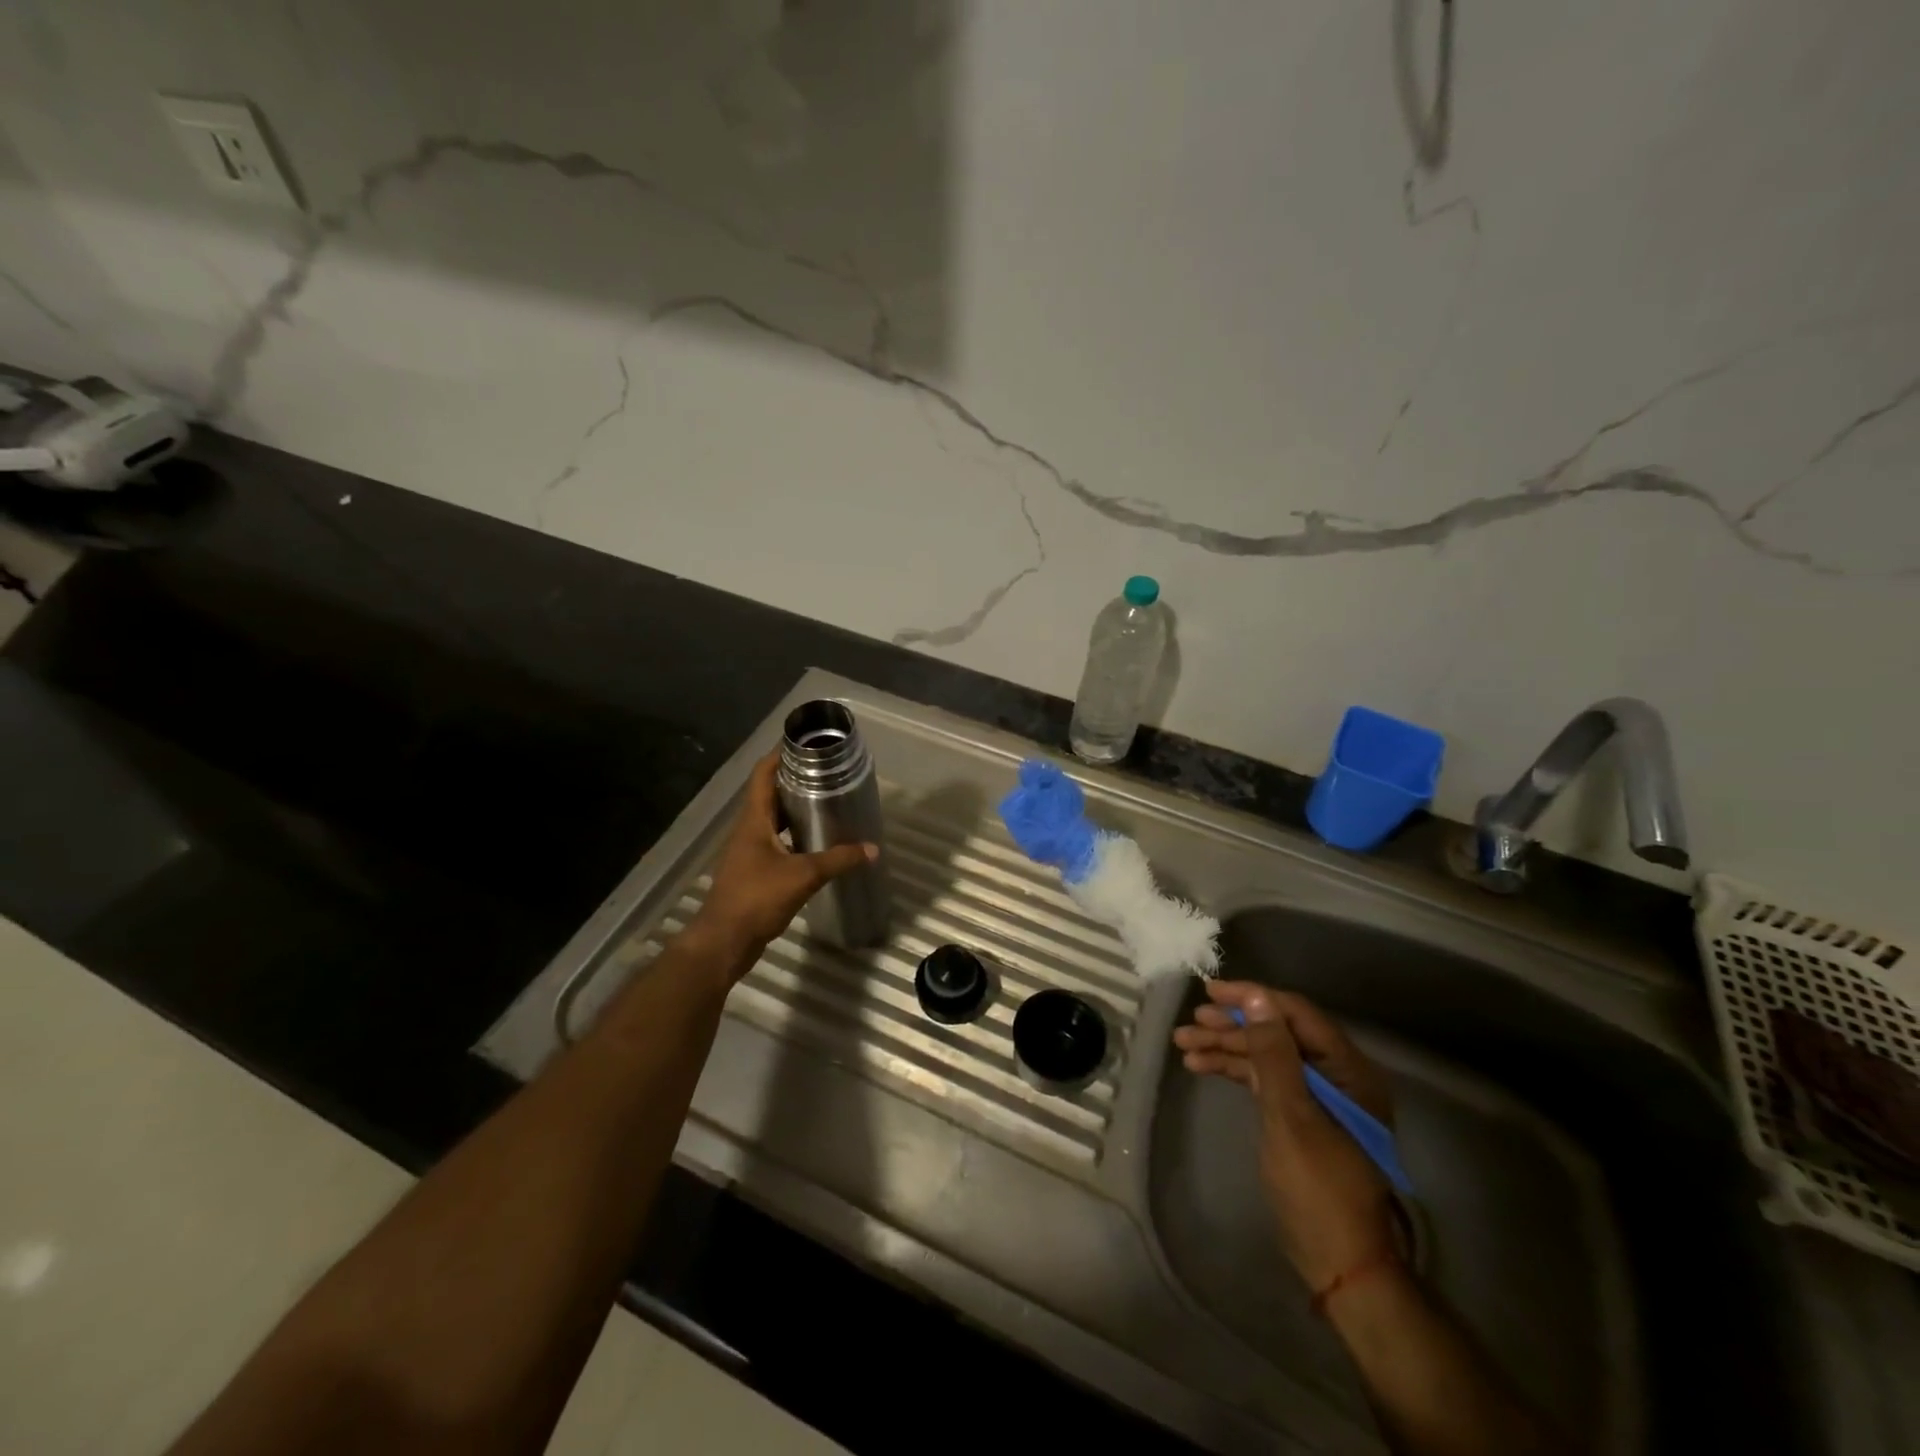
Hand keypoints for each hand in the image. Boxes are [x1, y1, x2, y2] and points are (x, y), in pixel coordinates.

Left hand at [689, 753, 876, 978]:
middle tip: (827, 773)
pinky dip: (796, 836)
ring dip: (796, 810)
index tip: (805, 744)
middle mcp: (749, 829)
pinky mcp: (755, 871)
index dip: (780, 754)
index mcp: (754, 820)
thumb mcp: (803, 876)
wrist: (724, 942)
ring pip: (774, 820)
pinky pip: (778, 843)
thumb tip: (873, 849)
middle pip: (770, 794)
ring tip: (828, 802)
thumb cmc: (757, 898)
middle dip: (796, 781)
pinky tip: (818, 843)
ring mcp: (750, 851)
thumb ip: (839, 860)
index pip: (763, 774)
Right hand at [1173, 981, 1400, 1292]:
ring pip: (1265, 1056)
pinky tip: (1202, 1067)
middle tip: (1191, 1023)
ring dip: (1226, 1048)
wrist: (1340, 1262)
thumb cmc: (1319, 1185)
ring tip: (1184, 1045)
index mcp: (1346, 1069)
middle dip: (1231, 1026)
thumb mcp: (1291, 1114)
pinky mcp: (1301, 1116)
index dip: (1252, 999)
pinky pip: (1264, 1080)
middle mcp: (1335, 1075)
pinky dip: (1234, 1071)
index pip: (1295, 1014)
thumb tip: (1257, 999)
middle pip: (1276, 1034)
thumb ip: (1273, 1053)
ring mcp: (1317, 1097)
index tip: (1210, 992)